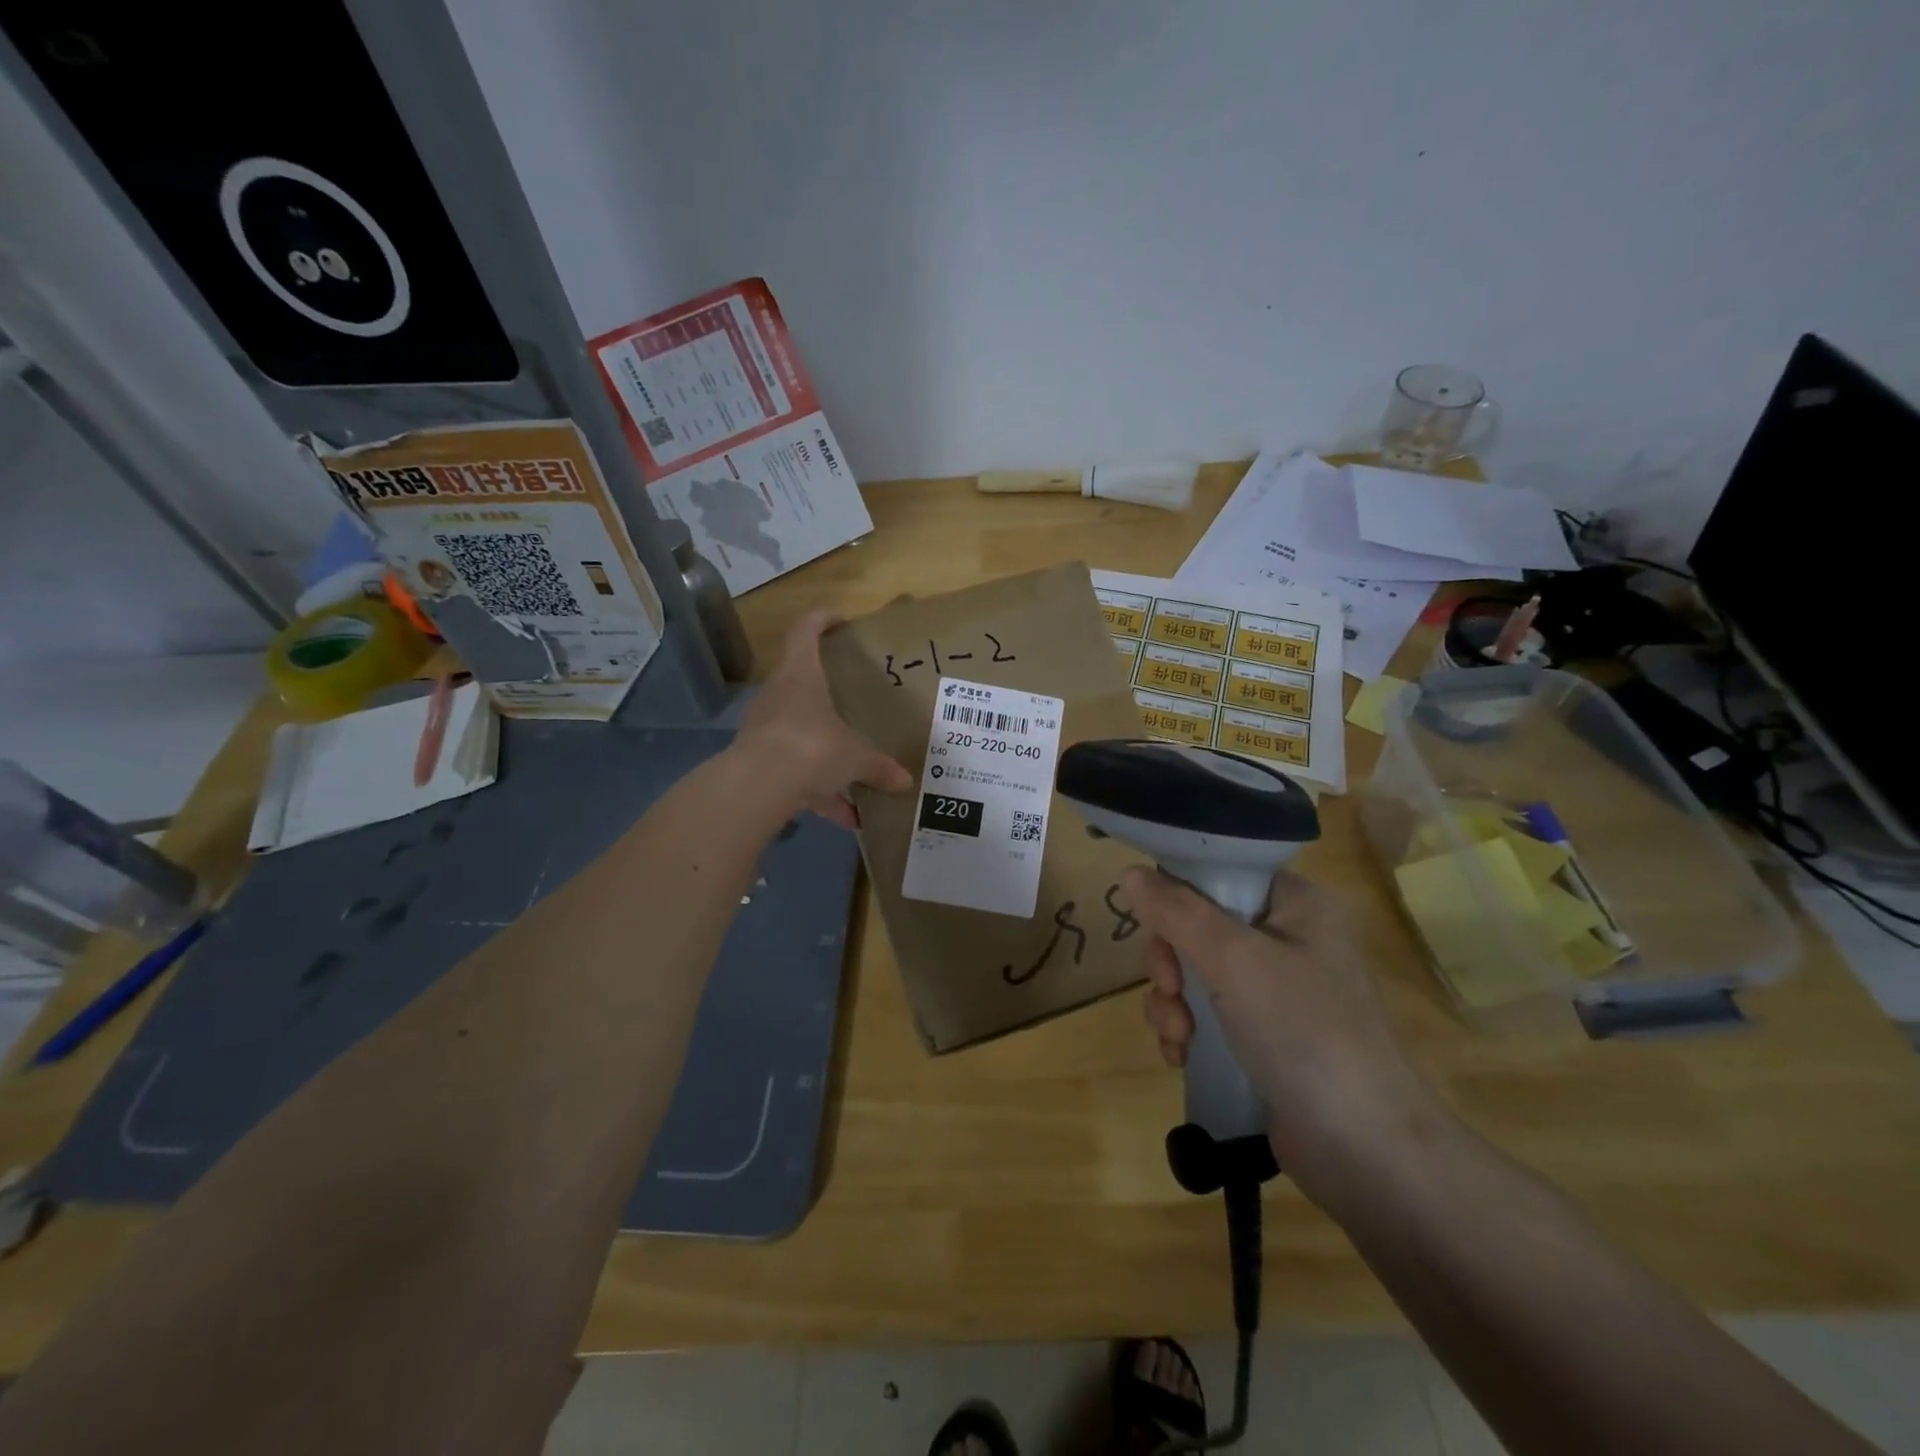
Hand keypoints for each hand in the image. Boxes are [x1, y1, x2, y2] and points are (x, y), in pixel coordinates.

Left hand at [736, 610, 912, 828]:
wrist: (758, 786)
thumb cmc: (812, 747)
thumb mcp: (855, 757)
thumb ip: (879, 767)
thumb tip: (906, 783)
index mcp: (802, 676)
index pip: (805, 631)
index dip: (821, 620)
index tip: (840, 622)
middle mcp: (779, 695)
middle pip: (801, 682)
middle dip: (826, 693)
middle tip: (852, 701)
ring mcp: (765, 728)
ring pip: (799, 731)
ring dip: (824, 751)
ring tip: (855, 773)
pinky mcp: (758, 761)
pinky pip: (794, 771)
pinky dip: (819, 792)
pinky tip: (846, 818)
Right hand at [1125, 866, 1450, 1202]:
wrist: (1365, 1150)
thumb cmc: (1303, 1032)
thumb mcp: (1234, 960)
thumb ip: (1177, 911)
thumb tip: (1129, 872)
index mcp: (1294, 903)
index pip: (1217, 872)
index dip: (1176, 895)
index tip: (1157, 929)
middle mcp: (1286, 937)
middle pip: (1196, 923)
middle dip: (1170, 961)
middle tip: (1170, 990)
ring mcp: (1275, 989)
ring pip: (1194, 970)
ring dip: (1171, 1002)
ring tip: (1177, 1037)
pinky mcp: (1262, 1033)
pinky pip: (1205, 1011)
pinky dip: (1185, 1030)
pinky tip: (1181, 1055)